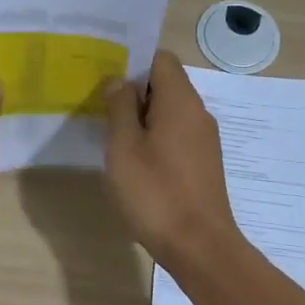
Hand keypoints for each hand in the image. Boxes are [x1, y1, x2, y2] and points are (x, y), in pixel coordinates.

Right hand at [104, 49, 243, 272]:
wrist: (199, 246)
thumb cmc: (156, 193)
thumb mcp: (124, 148)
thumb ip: (120, 108)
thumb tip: (120, 81)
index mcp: (180, 101)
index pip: (161, 58)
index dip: (133, 61)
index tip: (105, 76)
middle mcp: (198, 113)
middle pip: (165, 84)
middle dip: (133, 91)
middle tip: (100, 106)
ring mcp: (204, 140)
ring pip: (170, 112)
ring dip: (142, 117)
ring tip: (111, 135)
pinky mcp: (204, 164)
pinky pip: (176, 135)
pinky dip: (155, 138)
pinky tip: (134, 161)